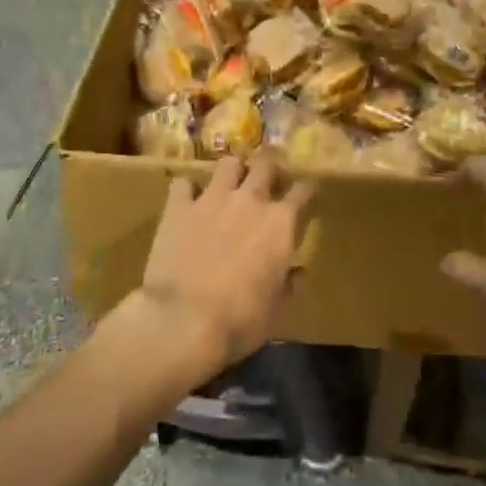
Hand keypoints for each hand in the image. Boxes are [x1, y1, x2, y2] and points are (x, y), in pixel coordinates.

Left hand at [136, 155, 313, 380]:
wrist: (183, 320)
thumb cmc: (239, 321)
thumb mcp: (276, 311)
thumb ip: (288, 284)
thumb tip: (298, 272)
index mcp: (279, 224)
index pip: (301, 191)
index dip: (306, 188)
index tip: (307, 188)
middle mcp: (249, 201)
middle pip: (265, 166)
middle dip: (269, 169)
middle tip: (267, 179)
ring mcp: (212, 199)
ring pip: (228, 164)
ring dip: (233, 171)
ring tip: (230, 182)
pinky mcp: (179, 207)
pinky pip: (183, 183)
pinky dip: (187, 189)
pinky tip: (188, 200)